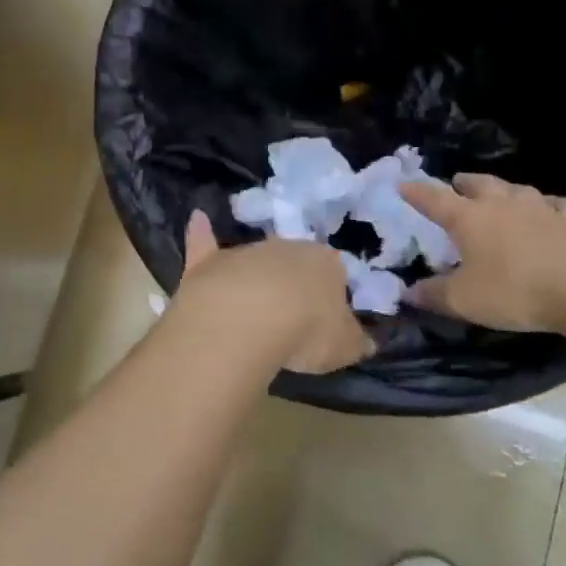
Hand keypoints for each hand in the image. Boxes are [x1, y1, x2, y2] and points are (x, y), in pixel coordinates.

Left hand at [170, 211, 374, 373]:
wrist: (248, 320)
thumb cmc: (306, 331)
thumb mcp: (345, 346)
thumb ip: (357, 341)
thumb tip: (368, 341)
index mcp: (327, 262)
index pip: (335, 271)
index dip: (330, 296)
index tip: (325, 320)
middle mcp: (288, 247)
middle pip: (294, 263)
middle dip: (293, 284)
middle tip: (291, 318)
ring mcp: (246, 251)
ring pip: (255, 261)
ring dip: (256, 279)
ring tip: (253, 312)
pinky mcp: (210, 262)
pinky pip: (205, 243)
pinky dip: (201, 233)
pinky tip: (198, 218)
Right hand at [398, 174, 565, 333]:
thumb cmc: (515, 290)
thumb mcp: (464, 301)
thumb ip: (433, 295)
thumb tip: (407, 292)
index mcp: (470, 219)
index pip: (435, 199)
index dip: (417, 193)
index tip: (404, 185)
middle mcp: (503, 205)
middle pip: (479, 185)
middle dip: (464, 183)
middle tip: (457, 184)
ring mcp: (542, 209)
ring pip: (517, 189)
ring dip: (504, 190)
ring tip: (500, 194)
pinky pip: (559, 205)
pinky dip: (551, 205)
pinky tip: (552, 210)